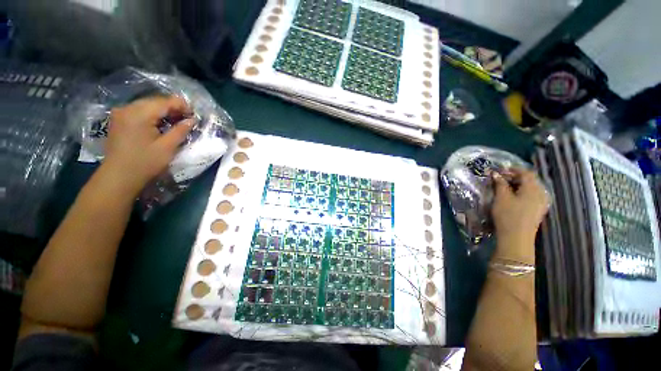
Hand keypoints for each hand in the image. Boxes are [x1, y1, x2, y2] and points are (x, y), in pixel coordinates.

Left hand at [102, 96, 193, 194]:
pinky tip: (160, 125)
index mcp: (139, 114)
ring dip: (163, 112)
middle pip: (156, 101)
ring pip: (148, 105)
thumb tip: (192, 120)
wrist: (118, 176)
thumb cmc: (145, 163)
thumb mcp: (168, 147)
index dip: (183, 106)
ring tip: (175, 123)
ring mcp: (121, 113)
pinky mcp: (119, 119)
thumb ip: (181, 130)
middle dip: (173, 108)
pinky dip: (152, 115)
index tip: (194, 116)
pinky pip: (139, 111)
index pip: (166, 101)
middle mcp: (128, 108)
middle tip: (187, 120)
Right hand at [491, 168, 549, 261]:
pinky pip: (532, 195)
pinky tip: (513, 196)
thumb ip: (500, 184)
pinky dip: (522, 192)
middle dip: (515, 177)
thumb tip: (495, 174)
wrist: (517, 238)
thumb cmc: (508, 215)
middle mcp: (541, 193)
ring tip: (505, 187)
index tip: (500, 170)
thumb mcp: (501, 197)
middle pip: (530, 179)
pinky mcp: (539, 210)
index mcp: (533, 188)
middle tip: (500, 178)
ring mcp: (542, 202)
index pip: (525, 172)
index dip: (512, 169)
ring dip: (518, 185)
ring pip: (531, 188)